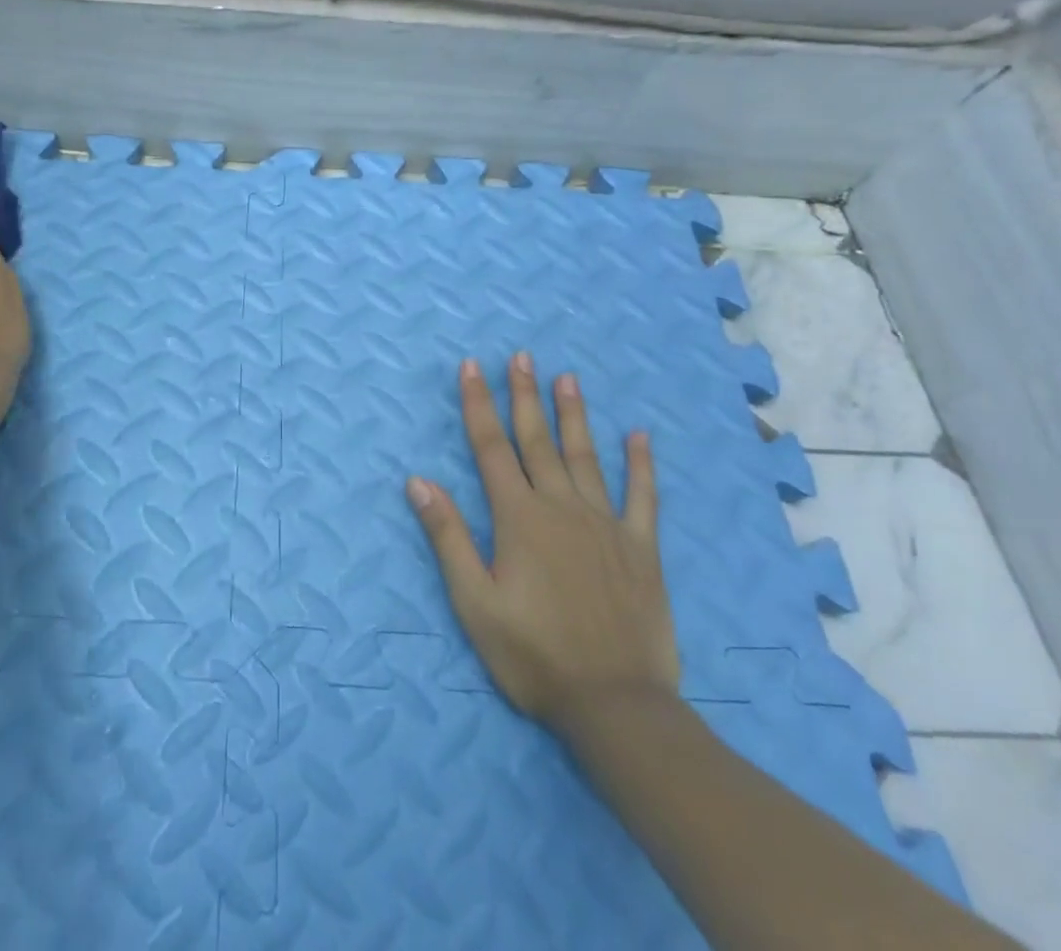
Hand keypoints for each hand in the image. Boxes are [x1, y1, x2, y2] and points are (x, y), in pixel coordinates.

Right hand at [407, 354, 680, 732]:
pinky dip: (640, 465)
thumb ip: (447, 536)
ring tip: (566, 378)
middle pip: (537, 440)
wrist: (616, 706)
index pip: (491, 447)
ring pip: (585, 456)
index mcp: (519, 518)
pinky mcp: (641, 549)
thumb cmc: (533, 655)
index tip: (472, 367)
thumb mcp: (474, 602)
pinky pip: (643, 497)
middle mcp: (561, 508)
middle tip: (521, 356)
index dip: (478, 404)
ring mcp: (606, 525)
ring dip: (573, 415)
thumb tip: (418, 480)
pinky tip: (639, 436)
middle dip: (524, 395)